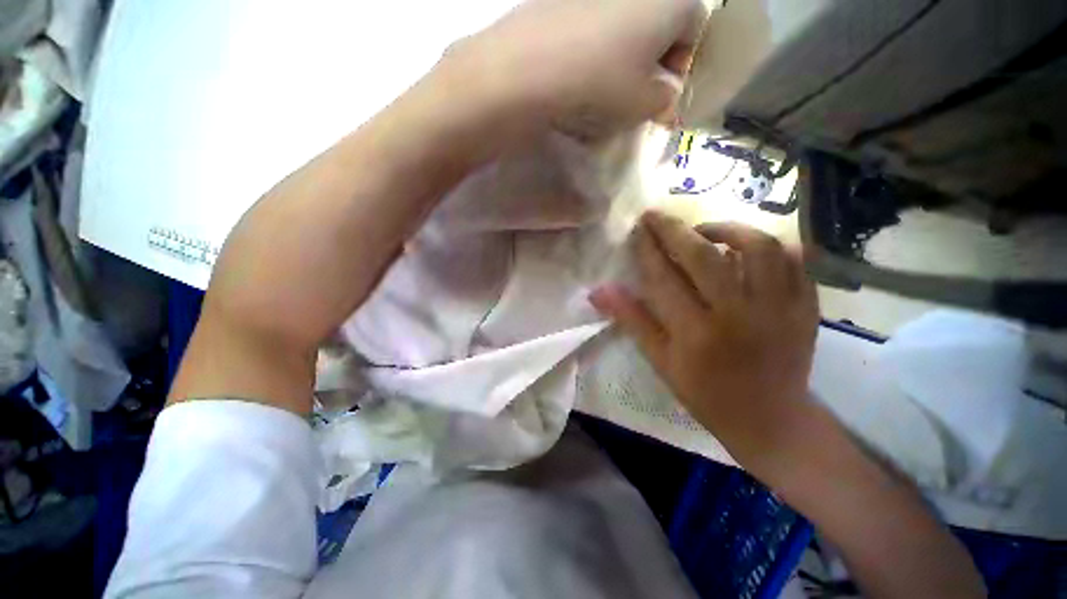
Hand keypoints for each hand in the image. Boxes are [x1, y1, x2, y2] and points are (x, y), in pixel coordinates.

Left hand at [444, 0, 705, 137]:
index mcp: (670, 0)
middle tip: (635, 94)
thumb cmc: (601, 83)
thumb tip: (666, 97)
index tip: (663, 94)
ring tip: (603, 87)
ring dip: (623, 55)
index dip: (683, 64)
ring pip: (625, 25)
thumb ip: (666, 99)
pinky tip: (579, 73)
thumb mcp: (645, 103)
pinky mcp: (563, 1)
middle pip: (659, 22)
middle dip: (654, 60)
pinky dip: (595, 48)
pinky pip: (593, 25)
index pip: (696, 28)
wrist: (527, 69)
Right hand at [590, 211, 818, 467]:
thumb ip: (631, 320)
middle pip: (705, 256)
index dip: (648, 249)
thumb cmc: (706, 393)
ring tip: (705, 231)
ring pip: (758, 247)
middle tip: (657, 215)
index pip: (664, 278)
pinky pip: (795, 260)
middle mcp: (738, 315)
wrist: (771, 419)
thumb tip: (598, 290)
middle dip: (674, 229)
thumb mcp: (661, 361)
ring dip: (726, 229)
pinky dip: (770, 244)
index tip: (637, 229)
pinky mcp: (807, 307)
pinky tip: (747, 247)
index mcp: (696, 334)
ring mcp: (780, 309)